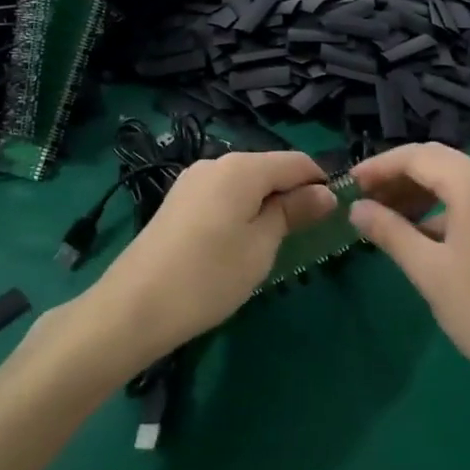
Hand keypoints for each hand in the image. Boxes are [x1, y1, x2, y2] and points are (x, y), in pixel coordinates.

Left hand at [89, 150, 335, 364]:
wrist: (134, 307)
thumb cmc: (209, 276)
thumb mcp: (262, 246)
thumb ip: (293, 212)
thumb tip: (325, 193)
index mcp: (241, 167)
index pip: (297, 161)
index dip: (321, 183)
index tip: (335, 216)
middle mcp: (215, 163)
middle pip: (269, 169)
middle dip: (292, 196)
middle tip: (306, 238)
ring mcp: (192, 181)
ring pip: (245, 184)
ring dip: (266, 206)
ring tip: (273, 246)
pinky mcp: (177, 201)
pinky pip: (222, 196)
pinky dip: (241, 212)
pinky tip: (238, 244)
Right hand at [349, 144, 469, 402]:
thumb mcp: (428, 271)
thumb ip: (389, 231)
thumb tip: (356, 208)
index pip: (418, 156)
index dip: (379, 166)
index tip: (349, 184)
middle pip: (438, 162)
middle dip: (397, 177)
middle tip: (362, 200)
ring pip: (455, 181)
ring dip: (418, 193)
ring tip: (384, 218)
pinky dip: (441, 209)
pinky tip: (418, 234)